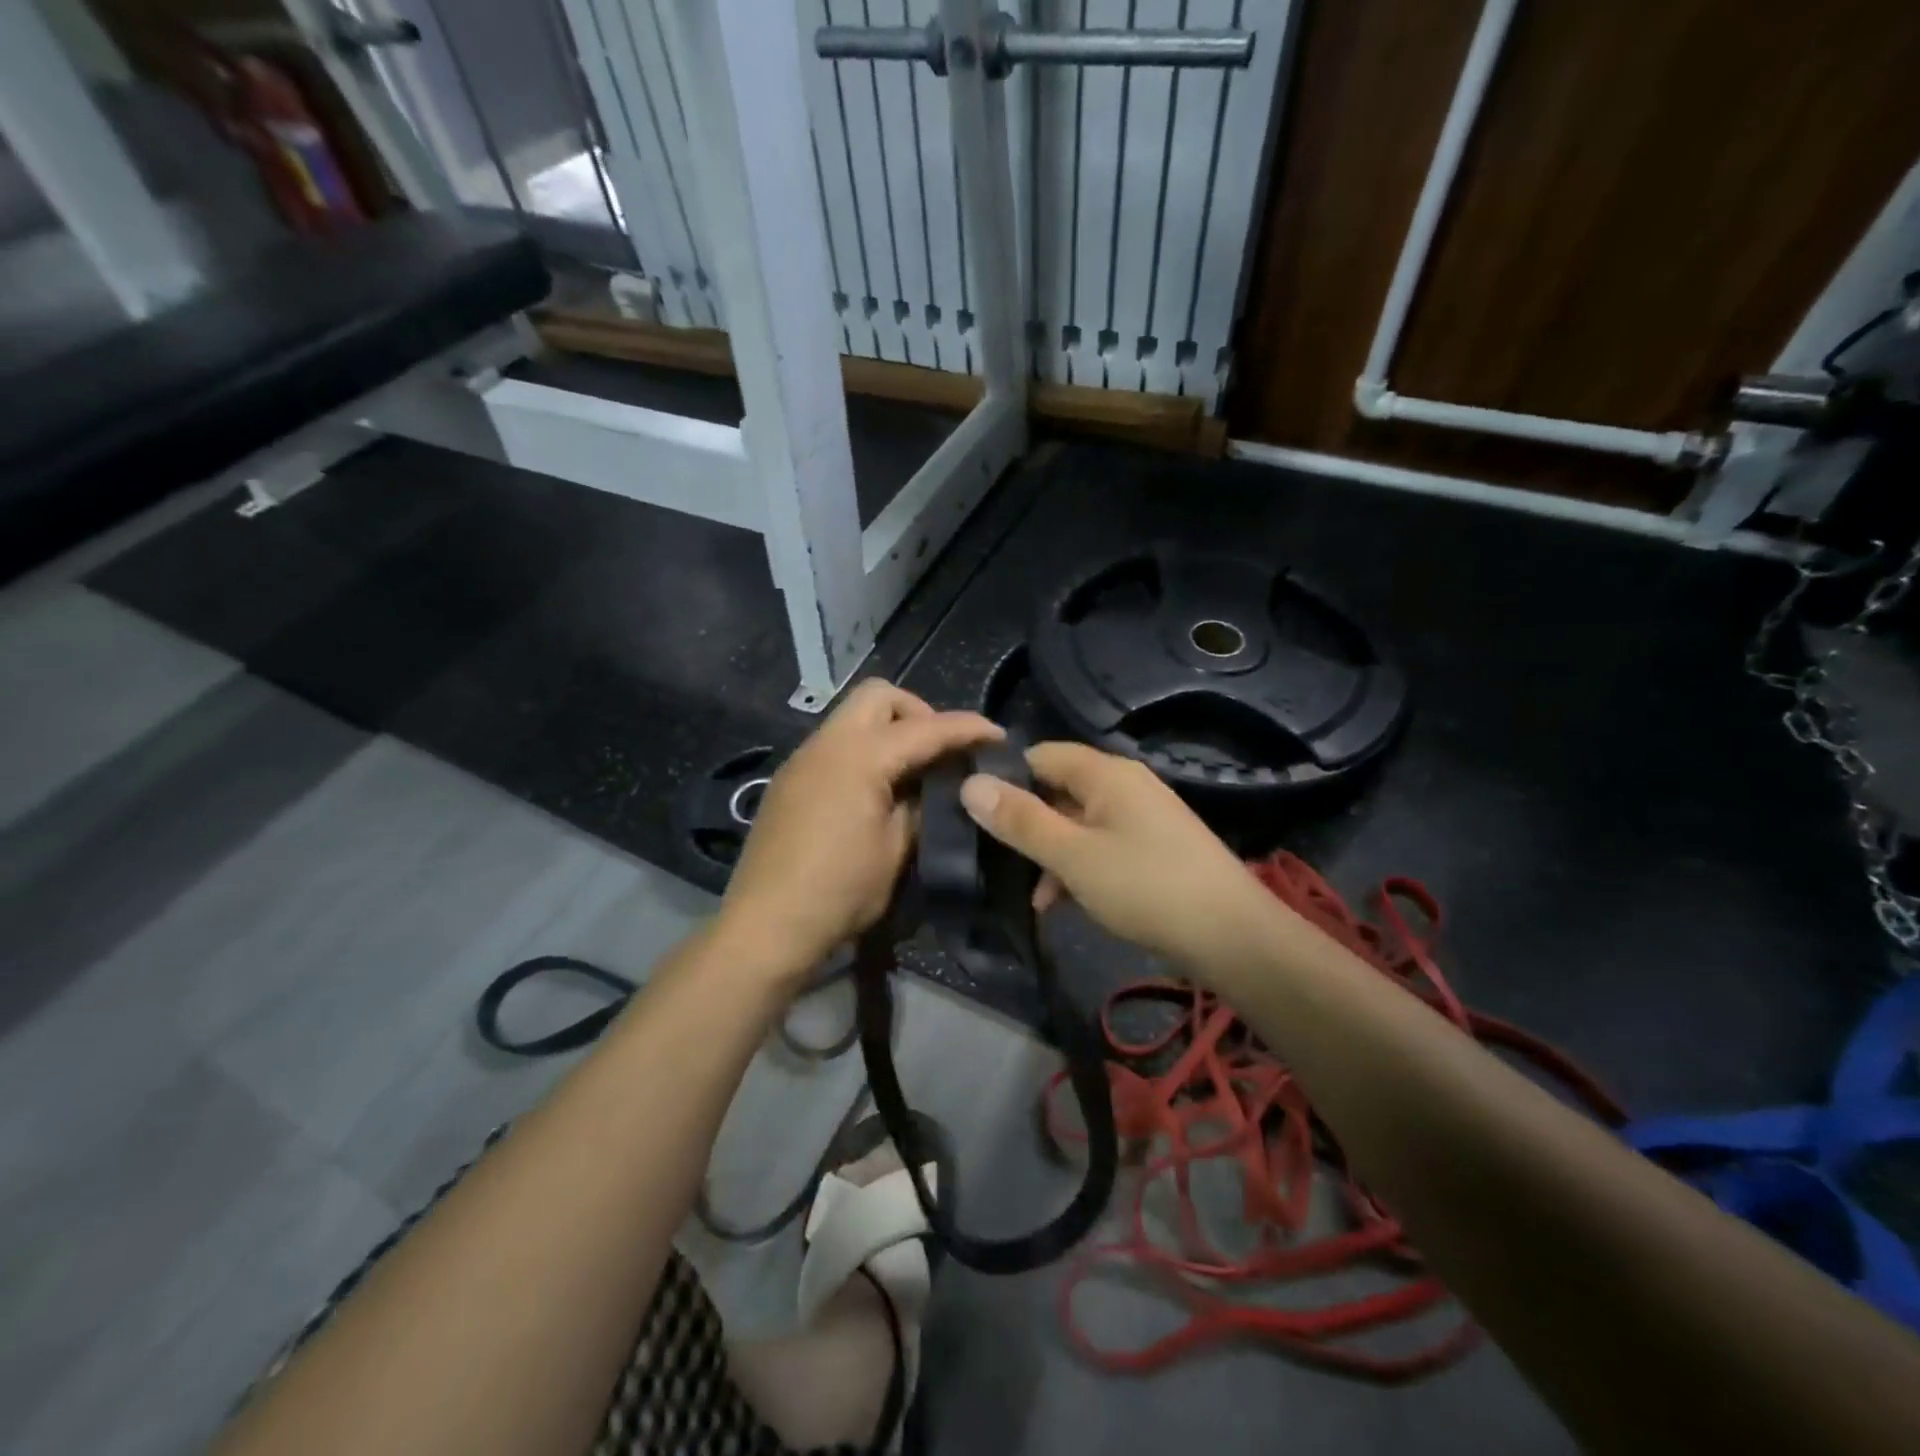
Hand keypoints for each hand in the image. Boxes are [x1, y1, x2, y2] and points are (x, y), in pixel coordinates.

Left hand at [717, 679, 1002, 982]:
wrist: (766, 927)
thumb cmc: (840, 891)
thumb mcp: (897, 851)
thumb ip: (922, 807)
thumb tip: (939, 787)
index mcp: (860, 757)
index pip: (925, 727)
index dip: (967, 728)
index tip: (998, 736)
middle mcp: (827, 744)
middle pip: (879, 695)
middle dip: (919, 712)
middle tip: (941, 751)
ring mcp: (802, 759)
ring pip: (852, 716)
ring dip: (888, 729)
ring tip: (913, 771)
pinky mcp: (789, 780)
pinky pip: (834, 744)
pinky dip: (863, 750)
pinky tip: (875, 789)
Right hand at [958, 742, 1288, 979]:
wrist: (1233, 937)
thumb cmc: (1145, 887)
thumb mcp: (1073, 856)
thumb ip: (1021, 820)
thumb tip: (970, 783)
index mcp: (1106, 774)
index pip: (1040, 755)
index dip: (1006, 778)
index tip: (976, 813)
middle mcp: (1125, 785)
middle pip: (1058, 790)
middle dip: (1027, 825)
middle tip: (996, 860)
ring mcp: (1143, 817)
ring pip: (1078, 823)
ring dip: (1051, 854)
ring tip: (1034, 897)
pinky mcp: (1154, 848)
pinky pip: (1102, 845)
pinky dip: (1079, 868)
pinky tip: (1064, 904)